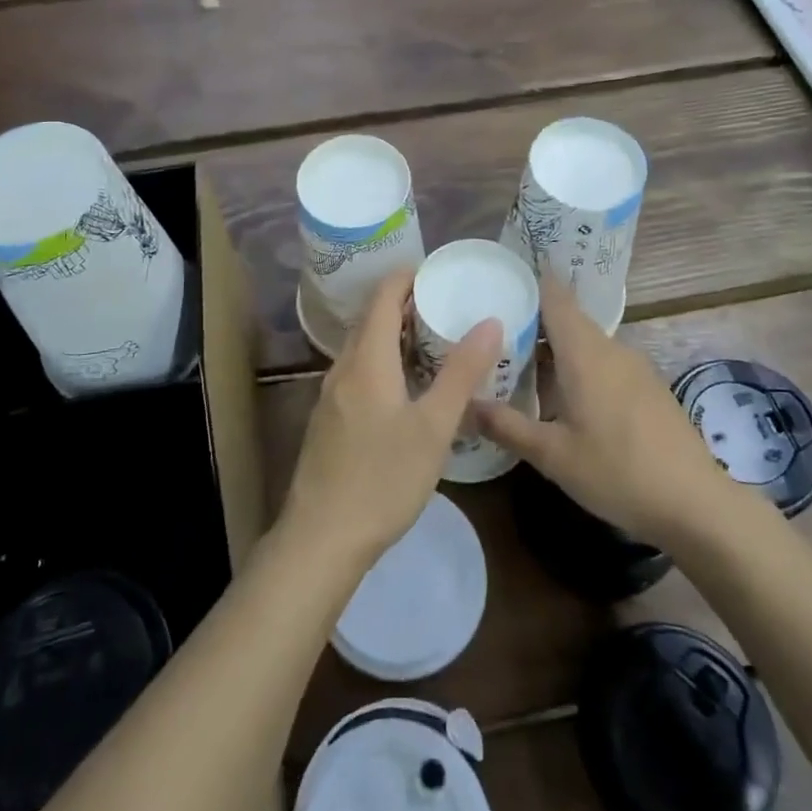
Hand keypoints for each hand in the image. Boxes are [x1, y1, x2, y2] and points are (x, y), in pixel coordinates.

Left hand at [282, 269, 501, 569]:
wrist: (322, 537)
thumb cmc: (383, 478)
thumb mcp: (434, 426)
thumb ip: (461, 373)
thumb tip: (489, 322)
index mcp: (366, 359)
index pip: (382, 296)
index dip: (407, 277)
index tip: (439, 273)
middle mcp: (343, 368)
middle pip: (371, 319)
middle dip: (405, 304)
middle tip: (446, 306)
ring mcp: (331, 395)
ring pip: (363, 347)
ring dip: (394, 335)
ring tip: (434, 342)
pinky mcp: (329, 419)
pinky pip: (358, 372)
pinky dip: (383, 361)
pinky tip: (407, 387)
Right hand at [474, 280, 749, 547]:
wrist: (696, 503)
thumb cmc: (618, 472)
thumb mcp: (552, 456)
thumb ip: (506, 426)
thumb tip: (464, 403)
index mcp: (584, 352)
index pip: (556, 297)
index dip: (533, 278)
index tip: (505, 270)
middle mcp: (610, 349)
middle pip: (568, 319)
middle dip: (534, 319)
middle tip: (495, 327)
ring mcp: (635, 368)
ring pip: (586, 343)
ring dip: (555, 347)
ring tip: (521, 362)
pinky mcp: (648, 388)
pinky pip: (604, 362)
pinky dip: (578, 366)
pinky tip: (563, 395)